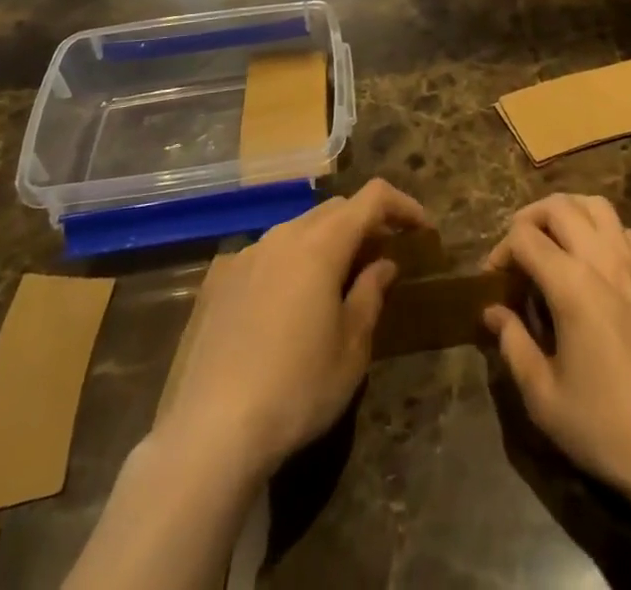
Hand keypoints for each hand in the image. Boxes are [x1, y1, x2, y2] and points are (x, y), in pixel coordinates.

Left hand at [156, 177, 429, 480]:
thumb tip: (382, 264)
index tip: (421, 229)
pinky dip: (287, 264)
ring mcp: (244, 255)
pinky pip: (263, 255)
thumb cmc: (295, 391)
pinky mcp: (216, 280)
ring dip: (324, 244)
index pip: (372, 198)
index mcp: (320, 245)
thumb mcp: (351, 351)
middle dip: (364, 224)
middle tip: (382, 256)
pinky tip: (284, 305)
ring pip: (296, 230)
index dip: (402, 205)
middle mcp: (282, 235)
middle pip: (333, 210)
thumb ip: (370, 295)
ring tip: (335, 282)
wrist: (208, 433)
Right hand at [484, 194, 630, 510]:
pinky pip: (624, 231)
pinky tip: (593, 263)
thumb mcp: (543, 396)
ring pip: (596, 205)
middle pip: (559, 206)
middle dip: (529, 218)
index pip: (525, 237)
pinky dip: (601, 231)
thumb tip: (493, 311)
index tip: (493, 281)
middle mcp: (603, 261)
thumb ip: (512, 343)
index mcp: (572, 285)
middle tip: (517, 251)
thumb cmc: (604, 426)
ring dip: (568, 212)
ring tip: (553, 242)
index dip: (501, 251)